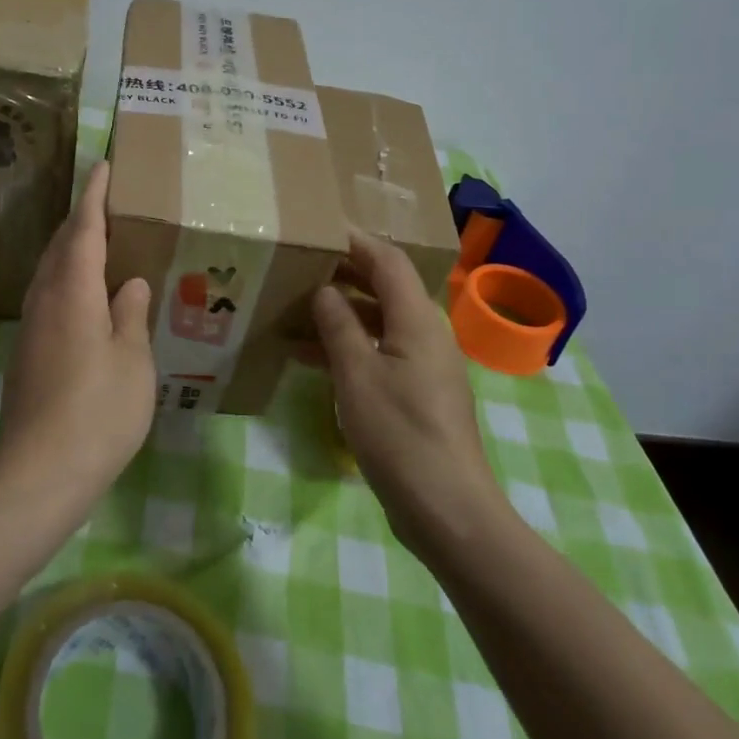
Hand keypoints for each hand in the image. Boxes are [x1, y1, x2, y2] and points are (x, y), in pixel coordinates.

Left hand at [0, 161, 155, 509]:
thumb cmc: (98, 411)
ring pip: (49, 272)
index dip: (93, 197)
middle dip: (79, 219)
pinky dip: (66, 280)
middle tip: (104, 202)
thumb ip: (130, 315)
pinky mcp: (26, 353)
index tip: (102, 166)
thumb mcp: (132, 360)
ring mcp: (31, 328)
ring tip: (97, 243)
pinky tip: (85, 297)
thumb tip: (128, 284)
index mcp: (73, 292)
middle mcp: (44, 300)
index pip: (83, 230)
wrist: (39, 472)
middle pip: (59, 246)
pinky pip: (47, 297)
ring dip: (70, 249)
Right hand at [312, 231, 509, 560]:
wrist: (447, 509)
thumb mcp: (357, 375)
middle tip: (296, 266)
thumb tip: (324, 289)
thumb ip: (339, 325)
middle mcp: (425, 333)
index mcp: (417, 319)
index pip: (387, 260)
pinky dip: (347, 347)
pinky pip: (379, 352)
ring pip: (378, 321)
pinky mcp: (416, 392)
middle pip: (384, 287)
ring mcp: (423, 364)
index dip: (353, 240)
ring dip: (340, 313)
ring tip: (292, 310)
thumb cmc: (400, 435)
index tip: (316, 229)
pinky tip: (308, 357)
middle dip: (342, 273)